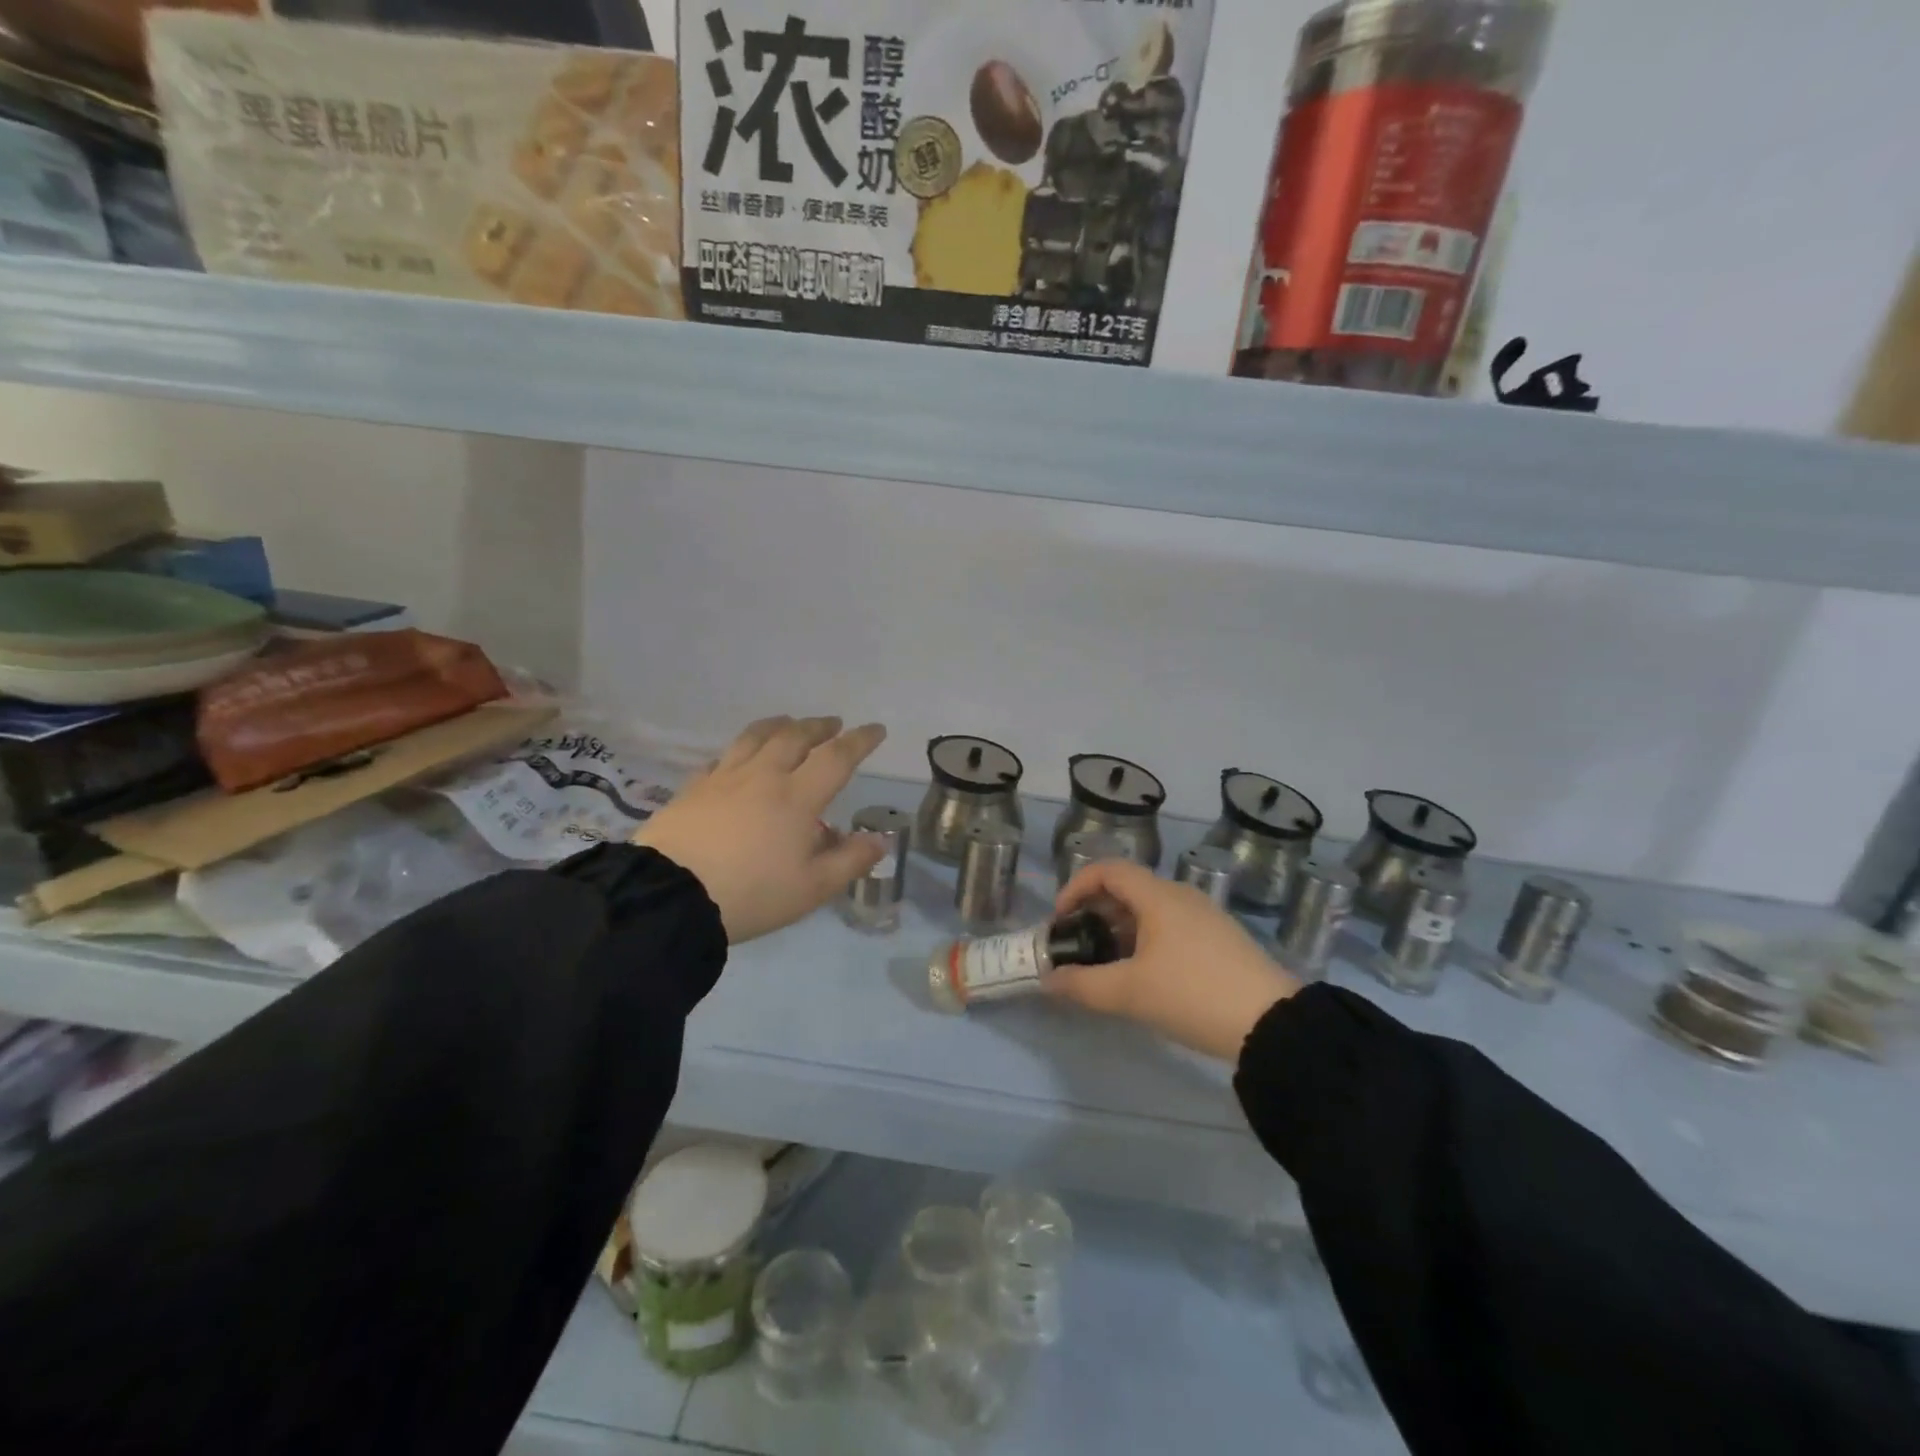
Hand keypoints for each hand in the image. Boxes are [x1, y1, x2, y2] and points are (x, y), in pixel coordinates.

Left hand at [635, 715, 887, 943]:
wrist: (670, 895)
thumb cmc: (751, 893)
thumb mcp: (811, 888)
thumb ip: (850, 861)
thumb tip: (880, 839)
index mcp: (797, 797)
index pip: (836, 757)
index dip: (860, 741)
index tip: (876, 729)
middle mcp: (763, 776)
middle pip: (795, 737)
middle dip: (819, 727)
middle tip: (833, 724)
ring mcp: (724, 778)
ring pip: (756, 737)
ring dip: (779, 725)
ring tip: (789, 723)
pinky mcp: (693, 788)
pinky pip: (722, 758)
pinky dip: (740, 750)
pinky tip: (738, 758)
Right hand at [1047, 860, 1300, 1061]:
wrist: (1273, 1024)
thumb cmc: (1193, 995)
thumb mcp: (1130, 993)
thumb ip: (1082, 985)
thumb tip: (1047, 981)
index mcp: (1158, 896)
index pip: (1107, 870)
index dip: (1076, 887)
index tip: (1060, 920)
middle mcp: (1181, 896)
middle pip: (1126, 888)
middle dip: (1094, 912)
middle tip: (1077, 945)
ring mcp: (1204, 916)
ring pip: (1149, 909)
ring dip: (1119, 929)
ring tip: (1105, 964)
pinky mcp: (1219, 940)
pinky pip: (1169, 926)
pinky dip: (1144, 939)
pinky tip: (1144, 976)